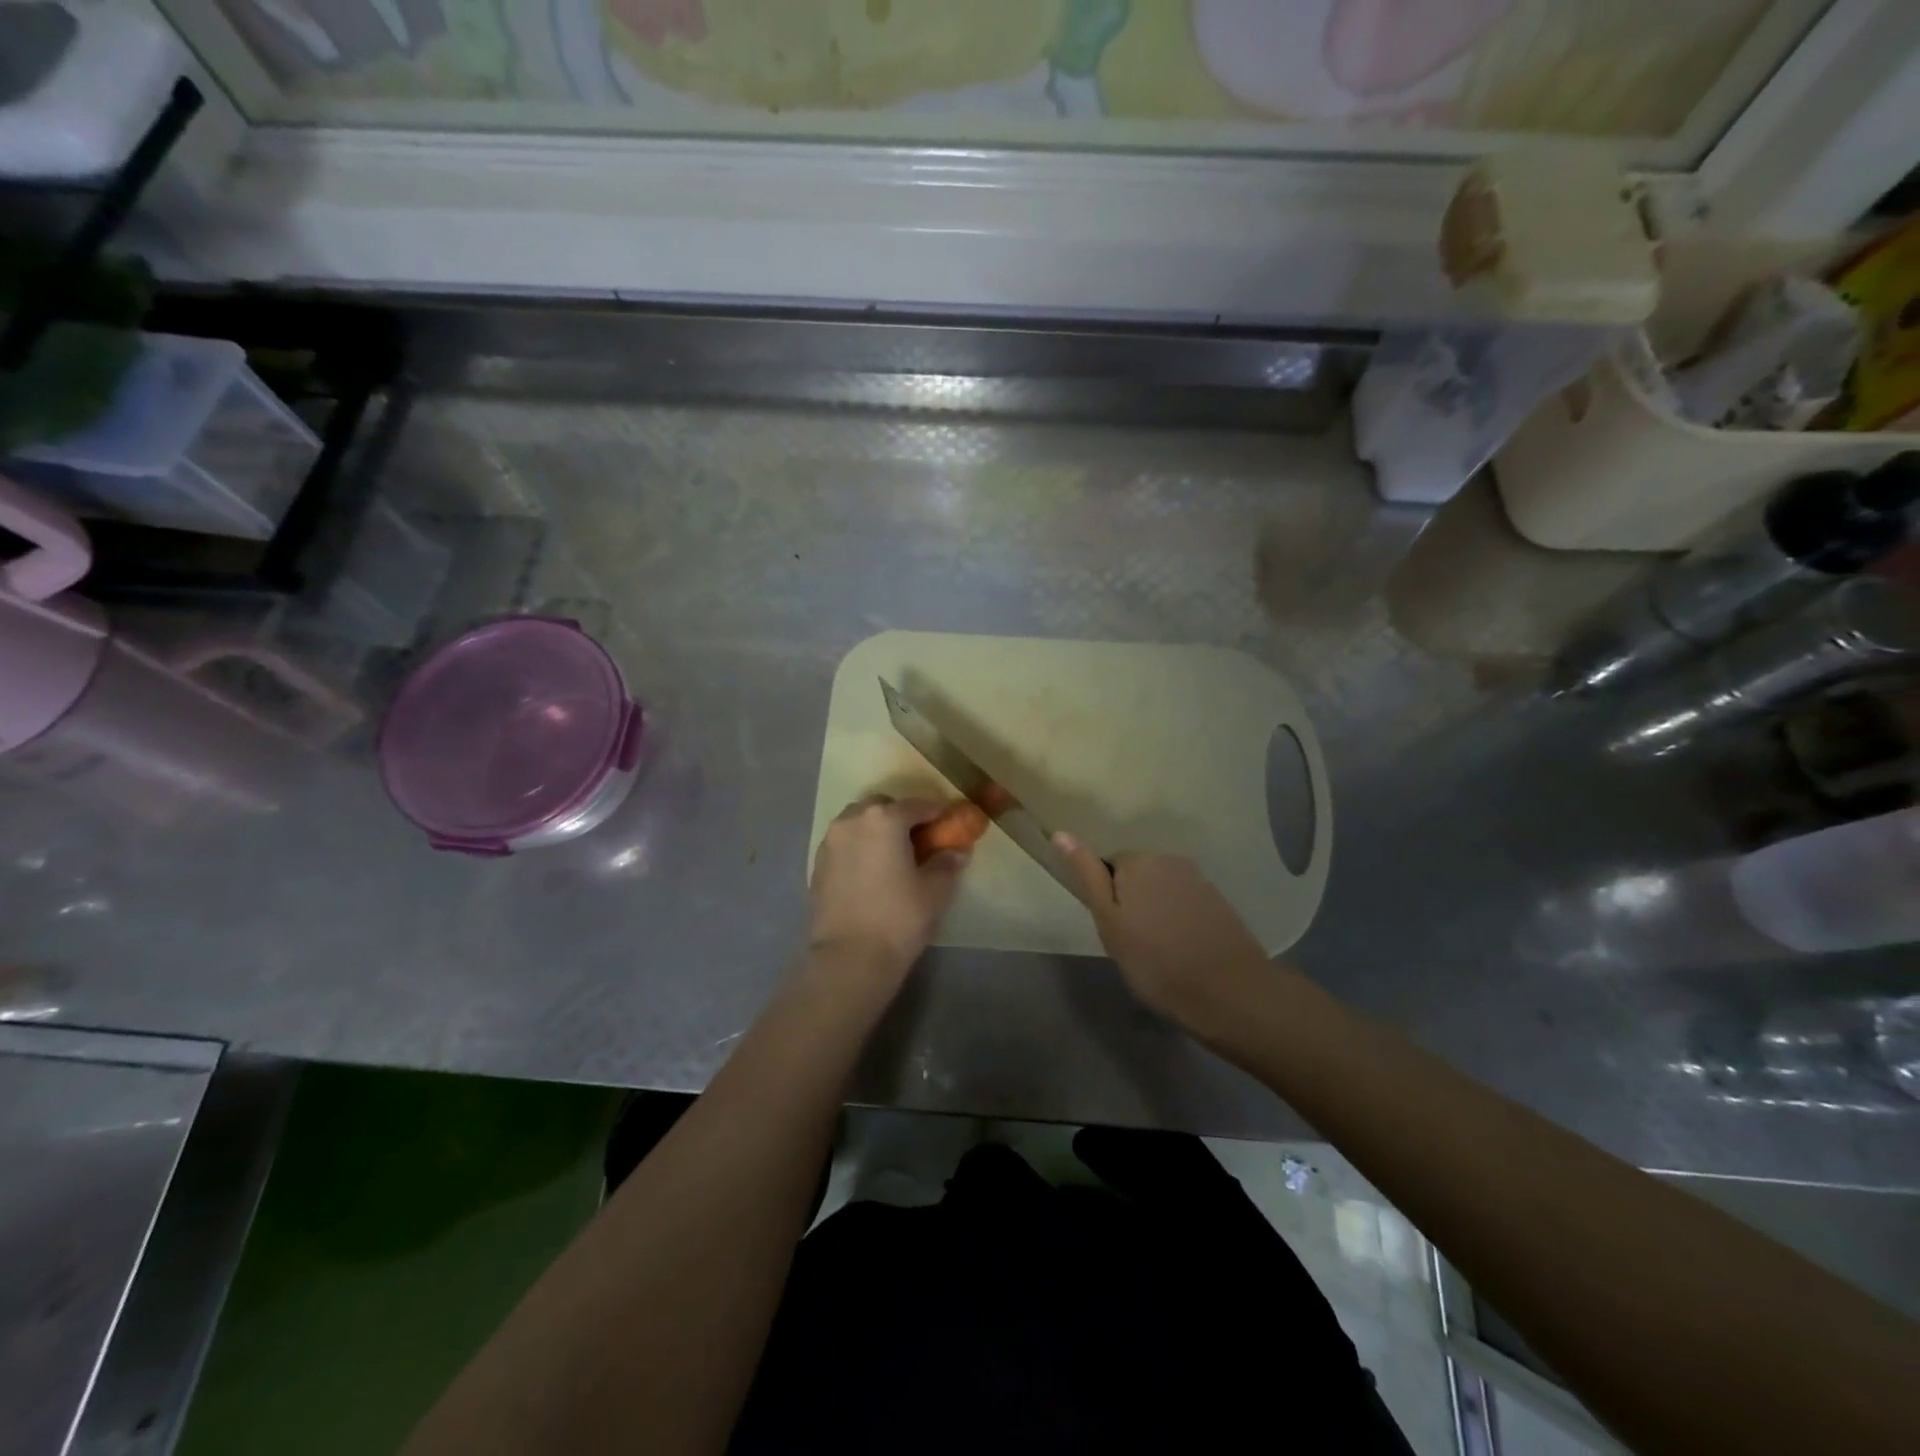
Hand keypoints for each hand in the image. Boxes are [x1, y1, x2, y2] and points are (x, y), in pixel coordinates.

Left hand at [809, 796, 969, 978]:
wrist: (849, 958)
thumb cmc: (899, 918)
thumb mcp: (935, 891)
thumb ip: (947, 863)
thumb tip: (956, 851)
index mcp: (884, 819)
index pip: (916, 805)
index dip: (936, 813)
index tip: (948, 824)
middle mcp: (852, 820)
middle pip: (881, 807)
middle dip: (901, 816)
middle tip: (918, 840)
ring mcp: (830, 841)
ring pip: (857, 822)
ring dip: (876, 829)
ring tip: (892, 855)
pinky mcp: (818, 864)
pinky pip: (844, 843)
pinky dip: (859, 846)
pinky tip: (871, 871)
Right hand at [1054, 836, 1268, 1030]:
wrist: (1230, 993)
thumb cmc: (1156, 961)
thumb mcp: (1109, 922)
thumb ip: (1087, 875)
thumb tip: (1061, 833)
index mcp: (1138, 861)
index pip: (1107, 868)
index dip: (1107, 901)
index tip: (1114, 932)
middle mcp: (1169, 860)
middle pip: (1137, 875)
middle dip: (1131, 902)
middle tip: (1134, 944)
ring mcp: (1199, 879)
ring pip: (1162, 890)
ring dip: (1156, 911)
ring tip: (1160, 950)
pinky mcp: (1219, 901)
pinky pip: (1185, 903)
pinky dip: (1179, 920)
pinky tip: (1184, 949)